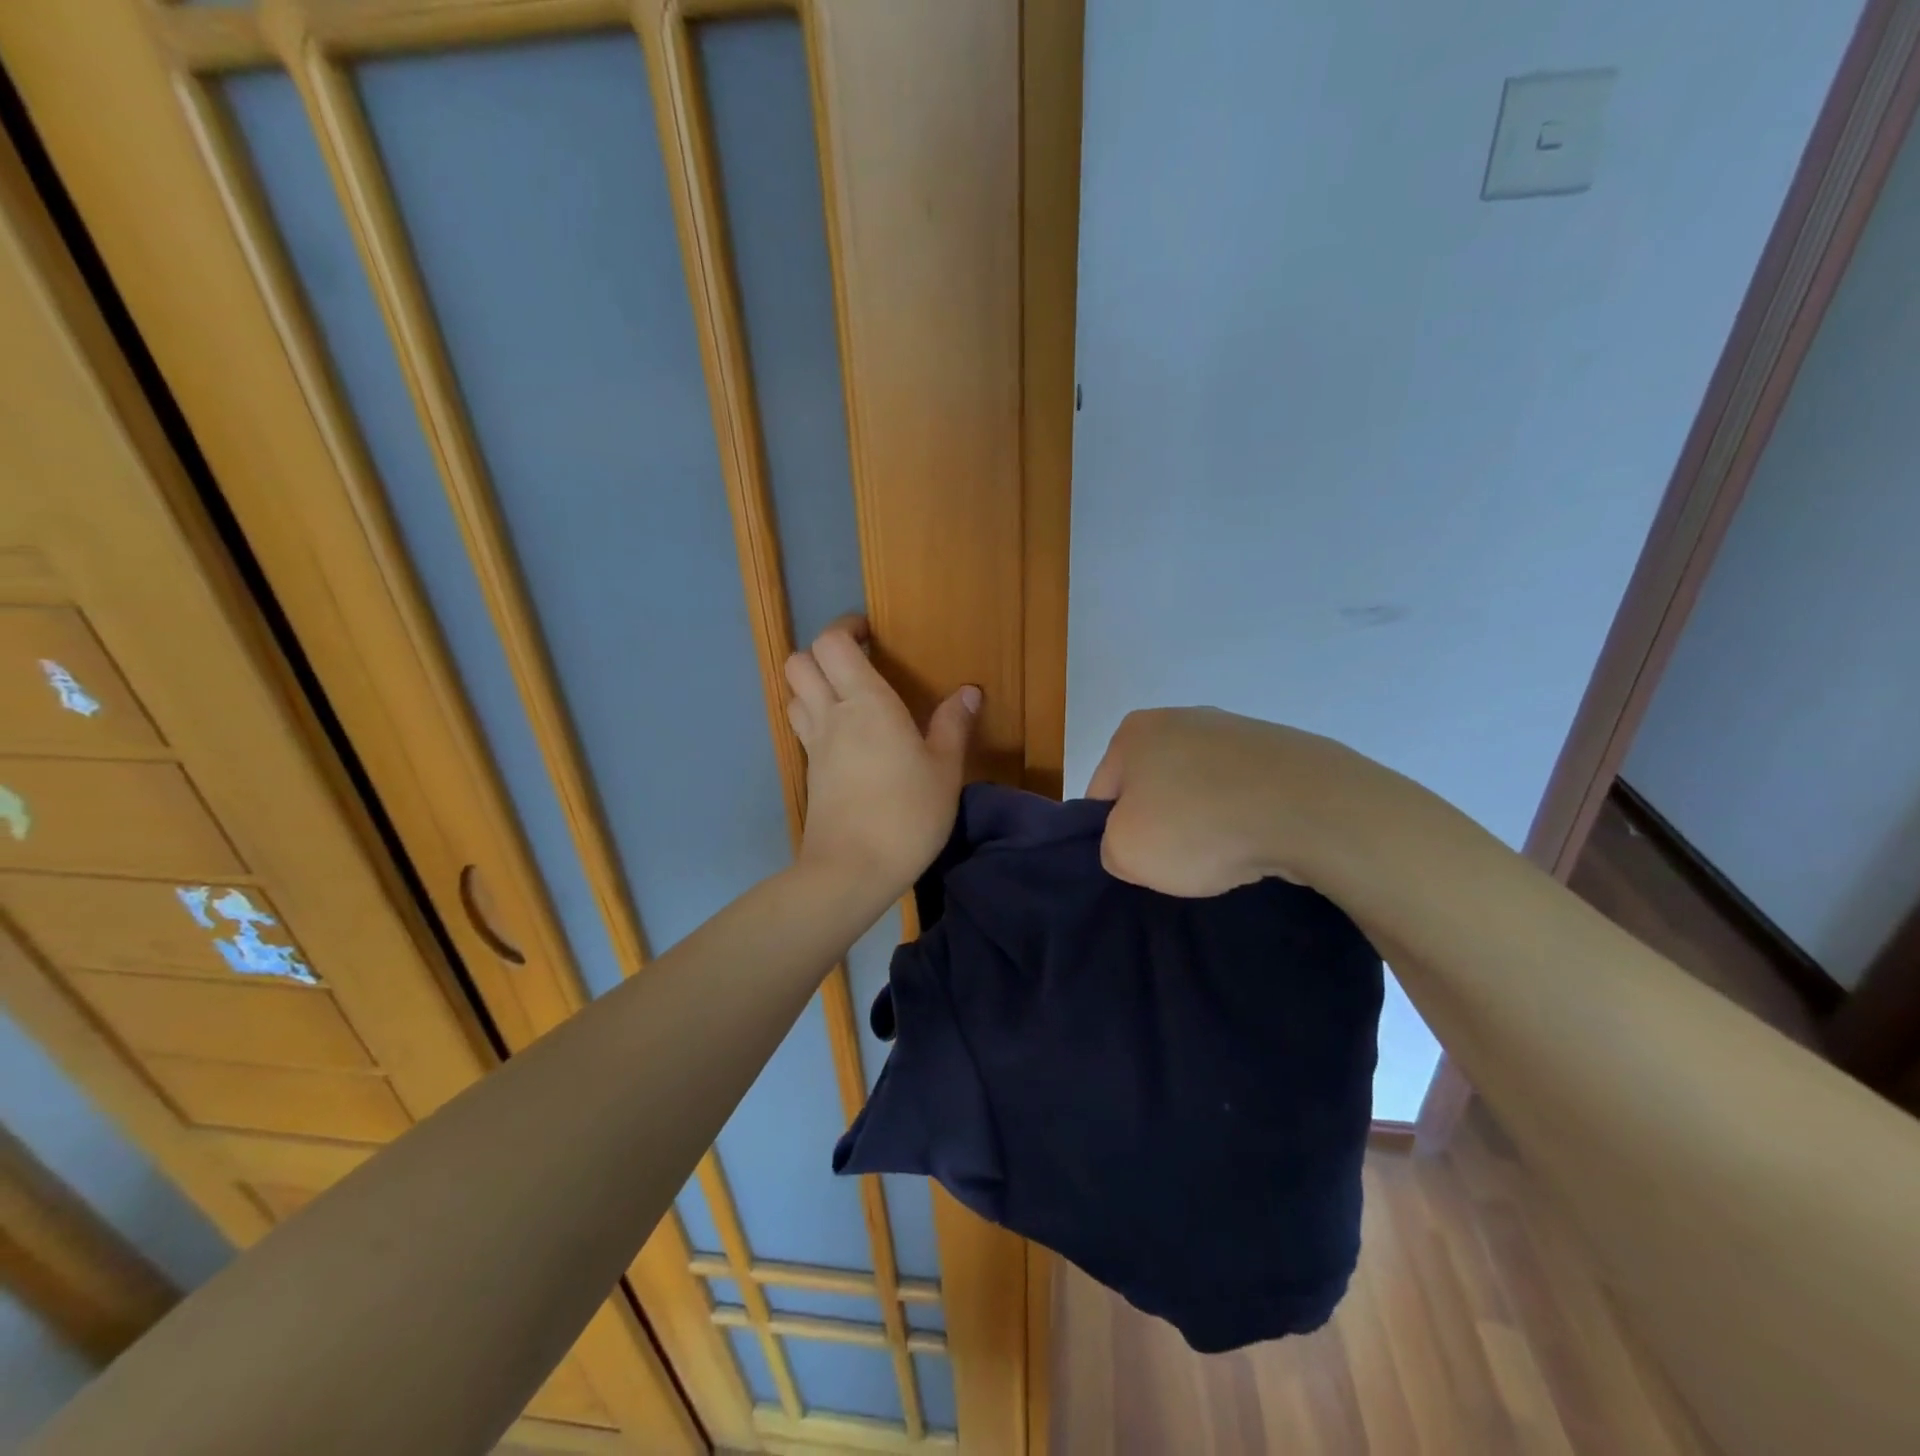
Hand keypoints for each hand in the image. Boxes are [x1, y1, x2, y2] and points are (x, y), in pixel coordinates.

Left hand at [785, 616, 979, 896]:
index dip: (846, 628)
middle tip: (858, 662)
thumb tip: (968, 692)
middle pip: (799, 662)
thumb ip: (953, 726)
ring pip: (793, 694)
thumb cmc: (907, 814)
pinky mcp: (808, 773)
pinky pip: (802, 728)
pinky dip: (815, 717)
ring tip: (848, 696)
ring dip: (813, 684)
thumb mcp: (944, 770)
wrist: (852, 870)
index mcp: (866, 703)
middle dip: (823, 652)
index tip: (870, 634)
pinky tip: (846, 737)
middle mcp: (831, 715)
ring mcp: (814, 746)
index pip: (833, 643)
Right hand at [1085, 707, 1362, 897]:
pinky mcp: (1283, 748)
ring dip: (1205, 820)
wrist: (1311, 810)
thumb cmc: (1199, 825)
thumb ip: (1111, 847)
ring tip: (1227, 855)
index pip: (1103, 793)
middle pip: (1154, 787)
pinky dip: (1246, 816)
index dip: (1113, 835)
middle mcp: (1182, 717)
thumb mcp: (1126, 853)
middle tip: (1180, 862)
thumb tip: (1135, 842)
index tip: (1140, 863)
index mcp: (1134, 732)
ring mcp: (1237, 729)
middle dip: (1162, 824)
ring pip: (1201, 789)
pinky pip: (1246, 792)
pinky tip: (1259, 841)